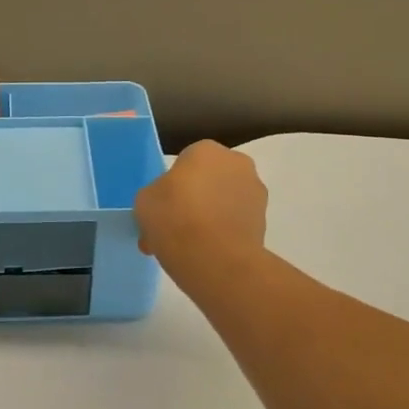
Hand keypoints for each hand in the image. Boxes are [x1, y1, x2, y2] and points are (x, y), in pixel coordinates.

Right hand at [134, 141, 268, 287]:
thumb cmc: (175, 217)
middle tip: (173, 227)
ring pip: (222, 203)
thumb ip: (157, 194)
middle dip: (193, 200)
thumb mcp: (145, 200)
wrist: (215, 259)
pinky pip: (234, 224)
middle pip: (208, 181)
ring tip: (187, 248)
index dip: (171, 186)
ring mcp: (255, 193)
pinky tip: (204, 256)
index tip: (162, 207)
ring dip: (208, 219)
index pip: (185, 162)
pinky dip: (222, 235)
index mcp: (206, 150)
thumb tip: (168, 203)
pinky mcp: (264, 222)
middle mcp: (237, 164)